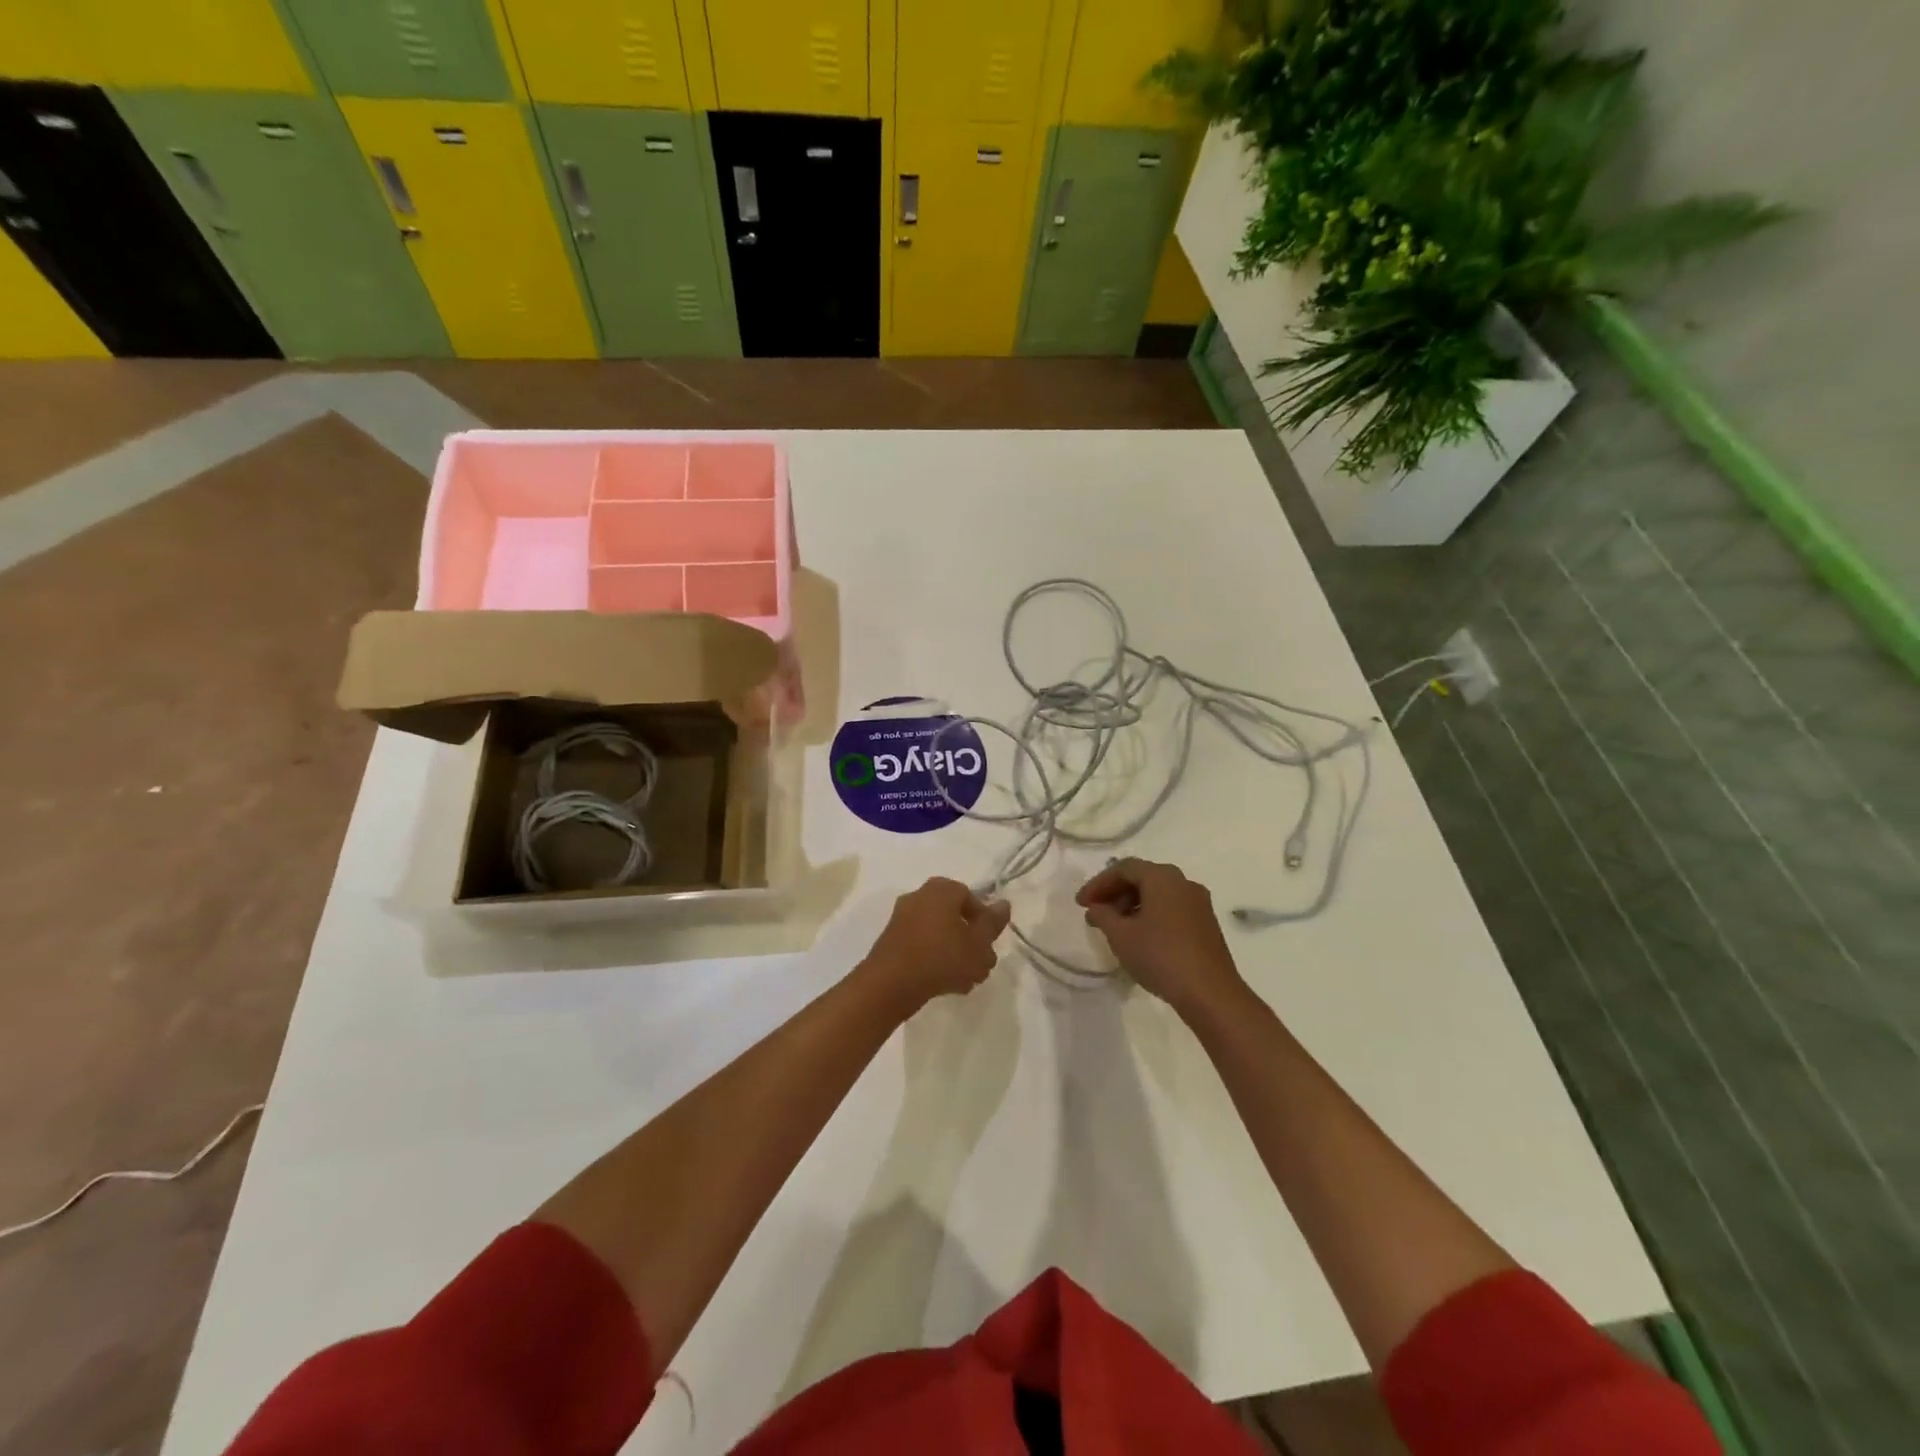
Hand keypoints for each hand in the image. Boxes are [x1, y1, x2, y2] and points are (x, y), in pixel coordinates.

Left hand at [860, 878, 1011, 1016]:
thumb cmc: (942, 958)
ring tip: (965, 980)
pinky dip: (934, 958)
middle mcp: (920, 895)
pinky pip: (921, 944)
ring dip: (954, 952)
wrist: (890, 984)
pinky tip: (945, 983)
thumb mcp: (978, 944)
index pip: (971, 897)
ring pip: (939, 932)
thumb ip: (993, 923)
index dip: (984, 921)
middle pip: (954, 916)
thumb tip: (1003, 903)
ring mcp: (902, 917)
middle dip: (970, 940)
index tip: (990, 944)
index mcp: (942, 889)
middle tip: (980, 963)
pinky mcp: (891, 939)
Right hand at [1078, 859, 1247, 1019]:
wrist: (1210, 993)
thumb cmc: (1160, 956)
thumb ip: (1102, 915)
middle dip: (1115, 893)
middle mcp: (1183, 882)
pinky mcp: (1206, 923)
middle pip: (1142, 878)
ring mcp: (1198, 903)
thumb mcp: (1121, 936)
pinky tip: (1140, 937)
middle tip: (1095, 913)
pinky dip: (1150, 915)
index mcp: (1162, 877)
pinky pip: (1171, 908)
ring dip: (1132, 905)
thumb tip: (1096, 907)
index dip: (1098, 883)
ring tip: (1114, 928)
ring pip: (1158, 894)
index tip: (1081, 903)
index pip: (1123, 868)